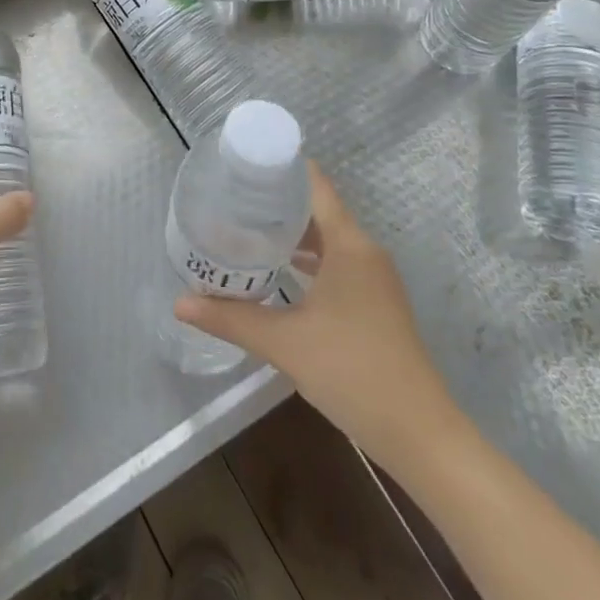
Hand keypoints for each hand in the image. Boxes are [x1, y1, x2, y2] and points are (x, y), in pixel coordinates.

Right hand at [174, 164, 459, 453]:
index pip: (314, 185)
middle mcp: (364, 251)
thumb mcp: (284, 342)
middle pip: (317, 209)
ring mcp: (373, 278)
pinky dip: (307, 259)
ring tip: (246, 230)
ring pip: (327, 239)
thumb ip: (231, 318)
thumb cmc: (352, 371)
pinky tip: (278, 272)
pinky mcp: (374, 302)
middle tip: (231, 200)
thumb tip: (180, 303)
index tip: (242, 165)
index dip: (281, 168)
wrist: (419, 434)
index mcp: (349, 244)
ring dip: (291, 233)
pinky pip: (336, 263)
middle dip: (275, 202)